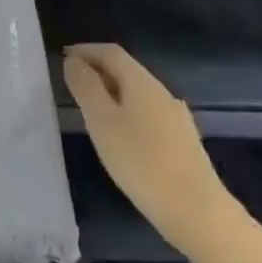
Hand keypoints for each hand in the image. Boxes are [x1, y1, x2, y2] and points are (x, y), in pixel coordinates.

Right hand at [63, 43, 239, 255]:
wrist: (198, 212)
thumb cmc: (141, 161)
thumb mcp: (102, 121)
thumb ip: (86, 87)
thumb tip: (74, 62)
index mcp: (142, 82)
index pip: (111, 52)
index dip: (86, 50)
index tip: (63, 57)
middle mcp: (162, 93)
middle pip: (126, 70)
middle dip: (97, 71)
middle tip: (72, 83)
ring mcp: (176, 118)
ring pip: (137, 94)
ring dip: (111, 93)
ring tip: (90, 109)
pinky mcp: (182, 142)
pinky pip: (147, 114)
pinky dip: (126, 112)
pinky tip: (120, 136)